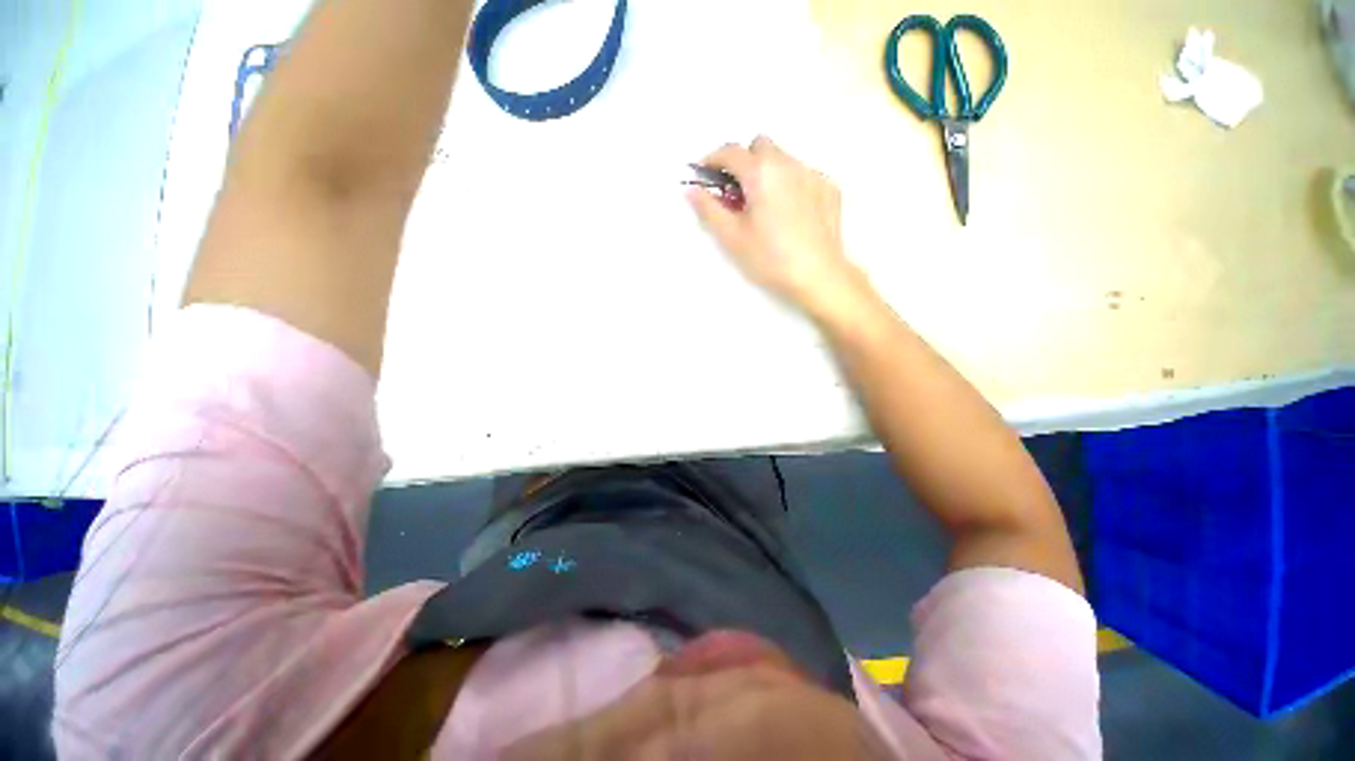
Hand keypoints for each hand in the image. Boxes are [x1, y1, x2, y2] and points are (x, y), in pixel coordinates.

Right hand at [689, 136, 868, 320]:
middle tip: (738, 194)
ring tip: (766, 207)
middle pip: (760, 146)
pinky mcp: (829, 188)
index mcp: (761, 173)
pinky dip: (790, 184)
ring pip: (784, 159)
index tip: (705, 175)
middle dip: (744, 162)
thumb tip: (691, 190)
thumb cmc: (770, 258)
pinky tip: (790, 213)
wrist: (818, 275)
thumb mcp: (732, 237)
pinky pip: (803, 174)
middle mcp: (788, 163)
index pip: (730, 151)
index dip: (712, 160)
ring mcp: (813, 173)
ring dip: (768, 172)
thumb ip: (709, 210)